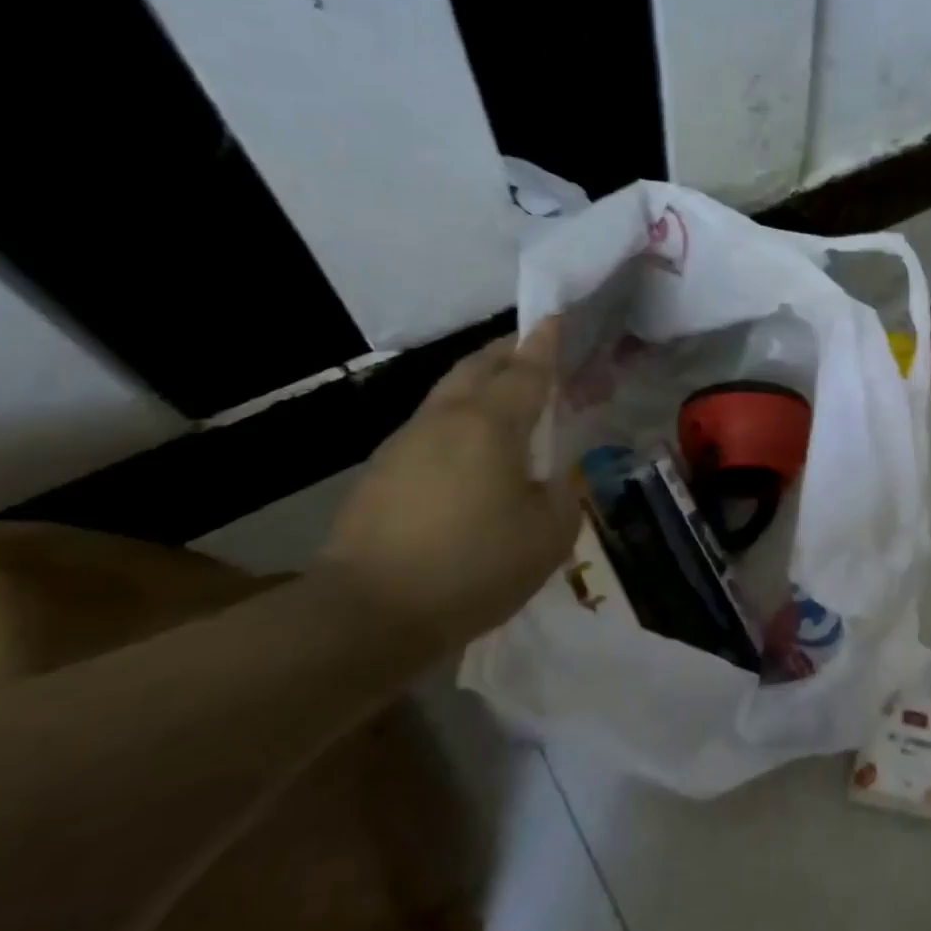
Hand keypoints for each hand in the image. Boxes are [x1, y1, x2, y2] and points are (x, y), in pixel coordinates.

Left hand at [320, 318, 579, 641]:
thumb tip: (554, 478)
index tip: (556, 317)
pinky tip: (468, 451)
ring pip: (447, 394)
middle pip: (477, 368)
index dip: (546, 344)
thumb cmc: (474, 566)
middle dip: (506, 352)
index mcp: (490, 425)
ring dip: (478, 384)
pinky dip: (457, 420)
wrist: (367, 613)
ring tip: (503, 397)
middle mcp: (445, 420)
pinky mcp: (380, 473)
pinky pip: (430, 427)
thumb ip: (563, 495)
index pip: (526, 372)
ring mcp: (404, 444)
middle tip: (531, 349)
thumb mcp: (549, 535)